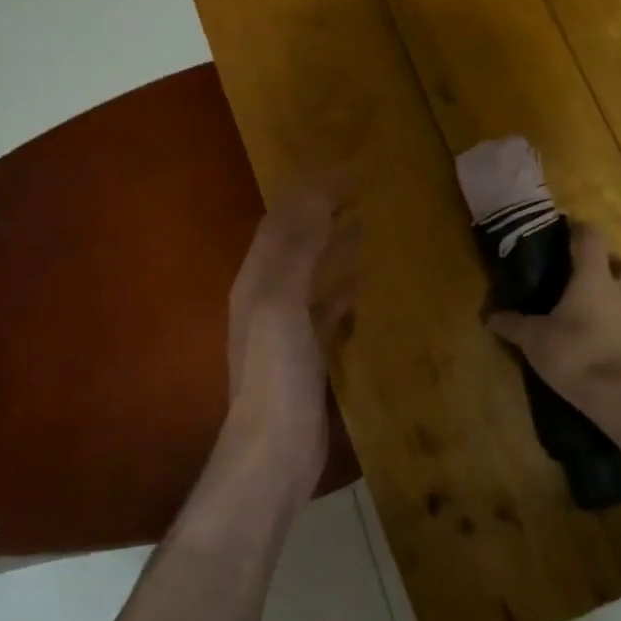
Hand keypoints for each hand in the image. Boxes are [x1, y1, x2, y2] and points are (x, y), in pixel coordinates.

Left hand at [219, 180, 358, 502]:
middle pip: (295, 242)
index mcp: (256, 280)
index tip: (347, 169)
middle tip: (360, 189)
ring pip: (311, 273)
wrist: (275, 451)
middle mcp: (266, 297)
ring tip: (363, 224)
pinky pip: (327, 308)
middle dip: (322, 211)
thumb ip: (298, 251)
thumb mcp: (282, 305)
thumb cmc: (277, 374)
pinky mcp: (308, 354)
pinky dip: (342, 288)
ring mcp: (286, 328)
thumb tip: (317, 197)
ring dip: (333, 245)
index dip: (310, 191)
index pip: (282, 221)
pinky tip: (364, 283)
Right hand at [487, 223, 620, 410]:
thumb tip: (489, 316)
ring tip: (614, 311)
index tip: (569, 234)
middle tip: (596, 282)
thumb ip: (513, 325)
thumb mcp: (534, 341)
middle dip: (616, 269)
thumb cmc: (575, 356)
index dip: (581, 231)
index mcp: (593, 280)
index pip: (592, 238)